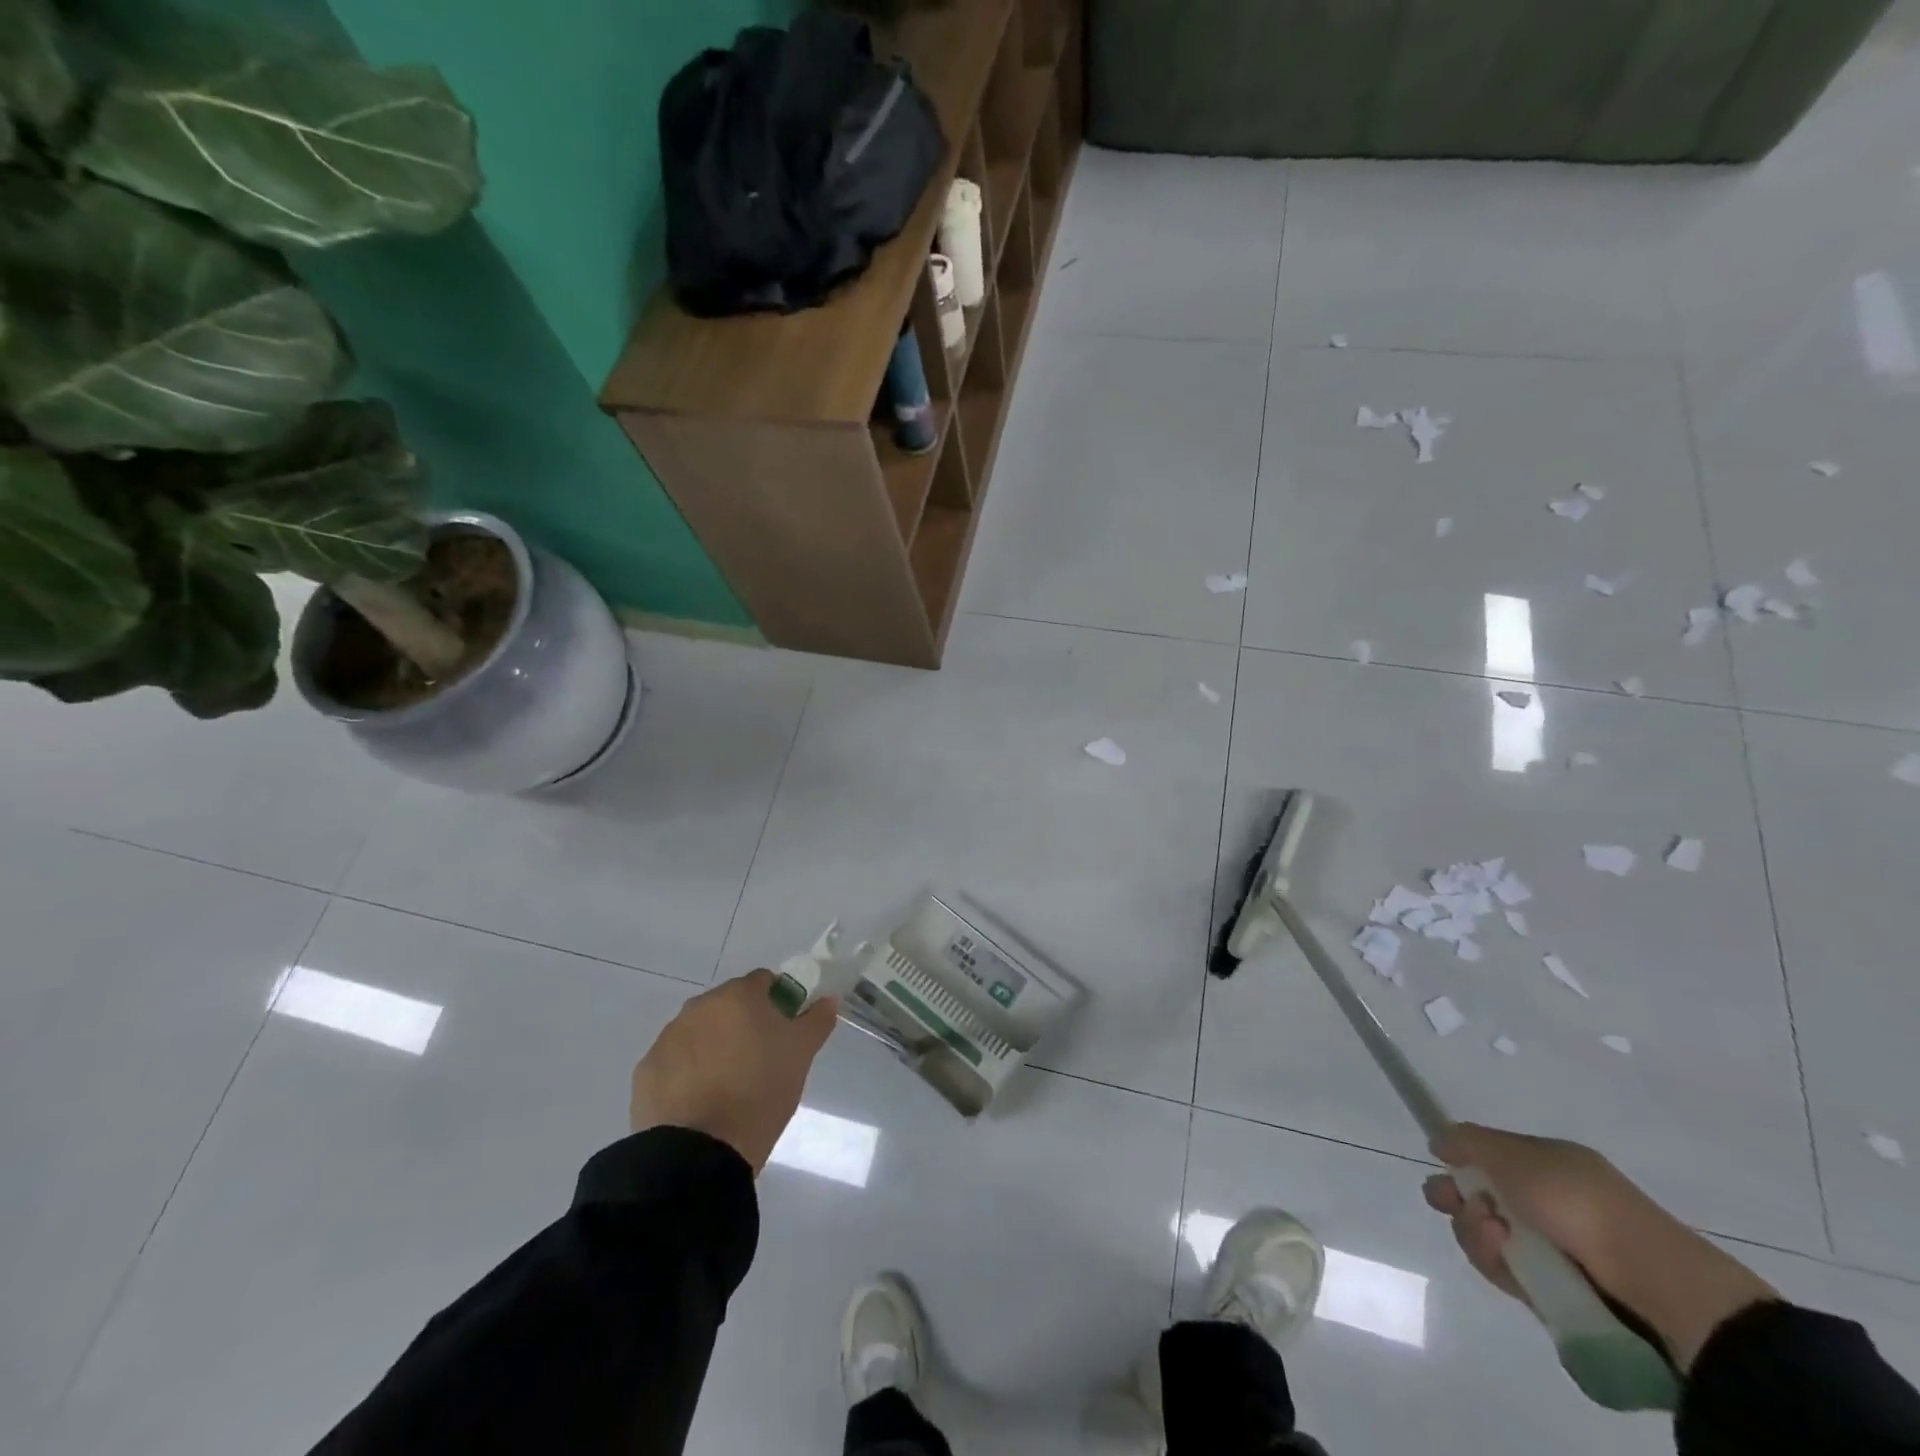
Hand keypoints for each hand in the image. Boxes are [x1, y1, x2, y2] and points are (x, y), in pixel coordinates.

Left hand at [630, 969, 836, 1171]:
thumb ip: (816, 1020)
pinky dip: (689, 1073)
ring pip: (700, 1033)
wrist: (699, 1152)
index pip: (764, 982)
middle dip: (744, 1025)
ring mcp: (668, 1038)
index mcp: (738, 996)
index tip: (786, 1031)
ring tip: (729, 1086)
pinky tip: (701, 1102)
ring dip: (715, 1047)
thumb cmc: (760, 1092)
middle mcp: (699, 1007)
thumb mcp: (801, 1055)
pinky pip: (676, 1062)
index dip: (779, 1001)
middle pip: (729, 1006)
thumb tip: (828, 1000)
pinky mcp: (646, 1071)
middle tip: (761, 1061)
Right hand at [1424, 1123, 1774, 1370]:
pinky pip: (1508, 1272)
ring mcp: (1553, 1249)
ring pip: (1488, 1236)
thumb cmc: (1576, 1202)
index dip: (1461, 1161)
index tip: (1438, 1165)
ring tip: (1494, 1237)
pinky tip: (1506, 1260)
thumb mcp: (1514, 1155)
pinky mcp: (1553, 1290)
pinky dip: (1498, 1264)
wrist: (1651, 1282)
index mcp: (1548, 1165)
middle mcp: (1549, 1202)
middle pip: (1482, 1198)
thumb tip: (1438, 1140)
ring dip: (1477, 1232)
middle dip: (1458, 1200)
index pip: (1490, 1158)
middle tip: (1446, 1204)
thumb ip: (1468, 1141)